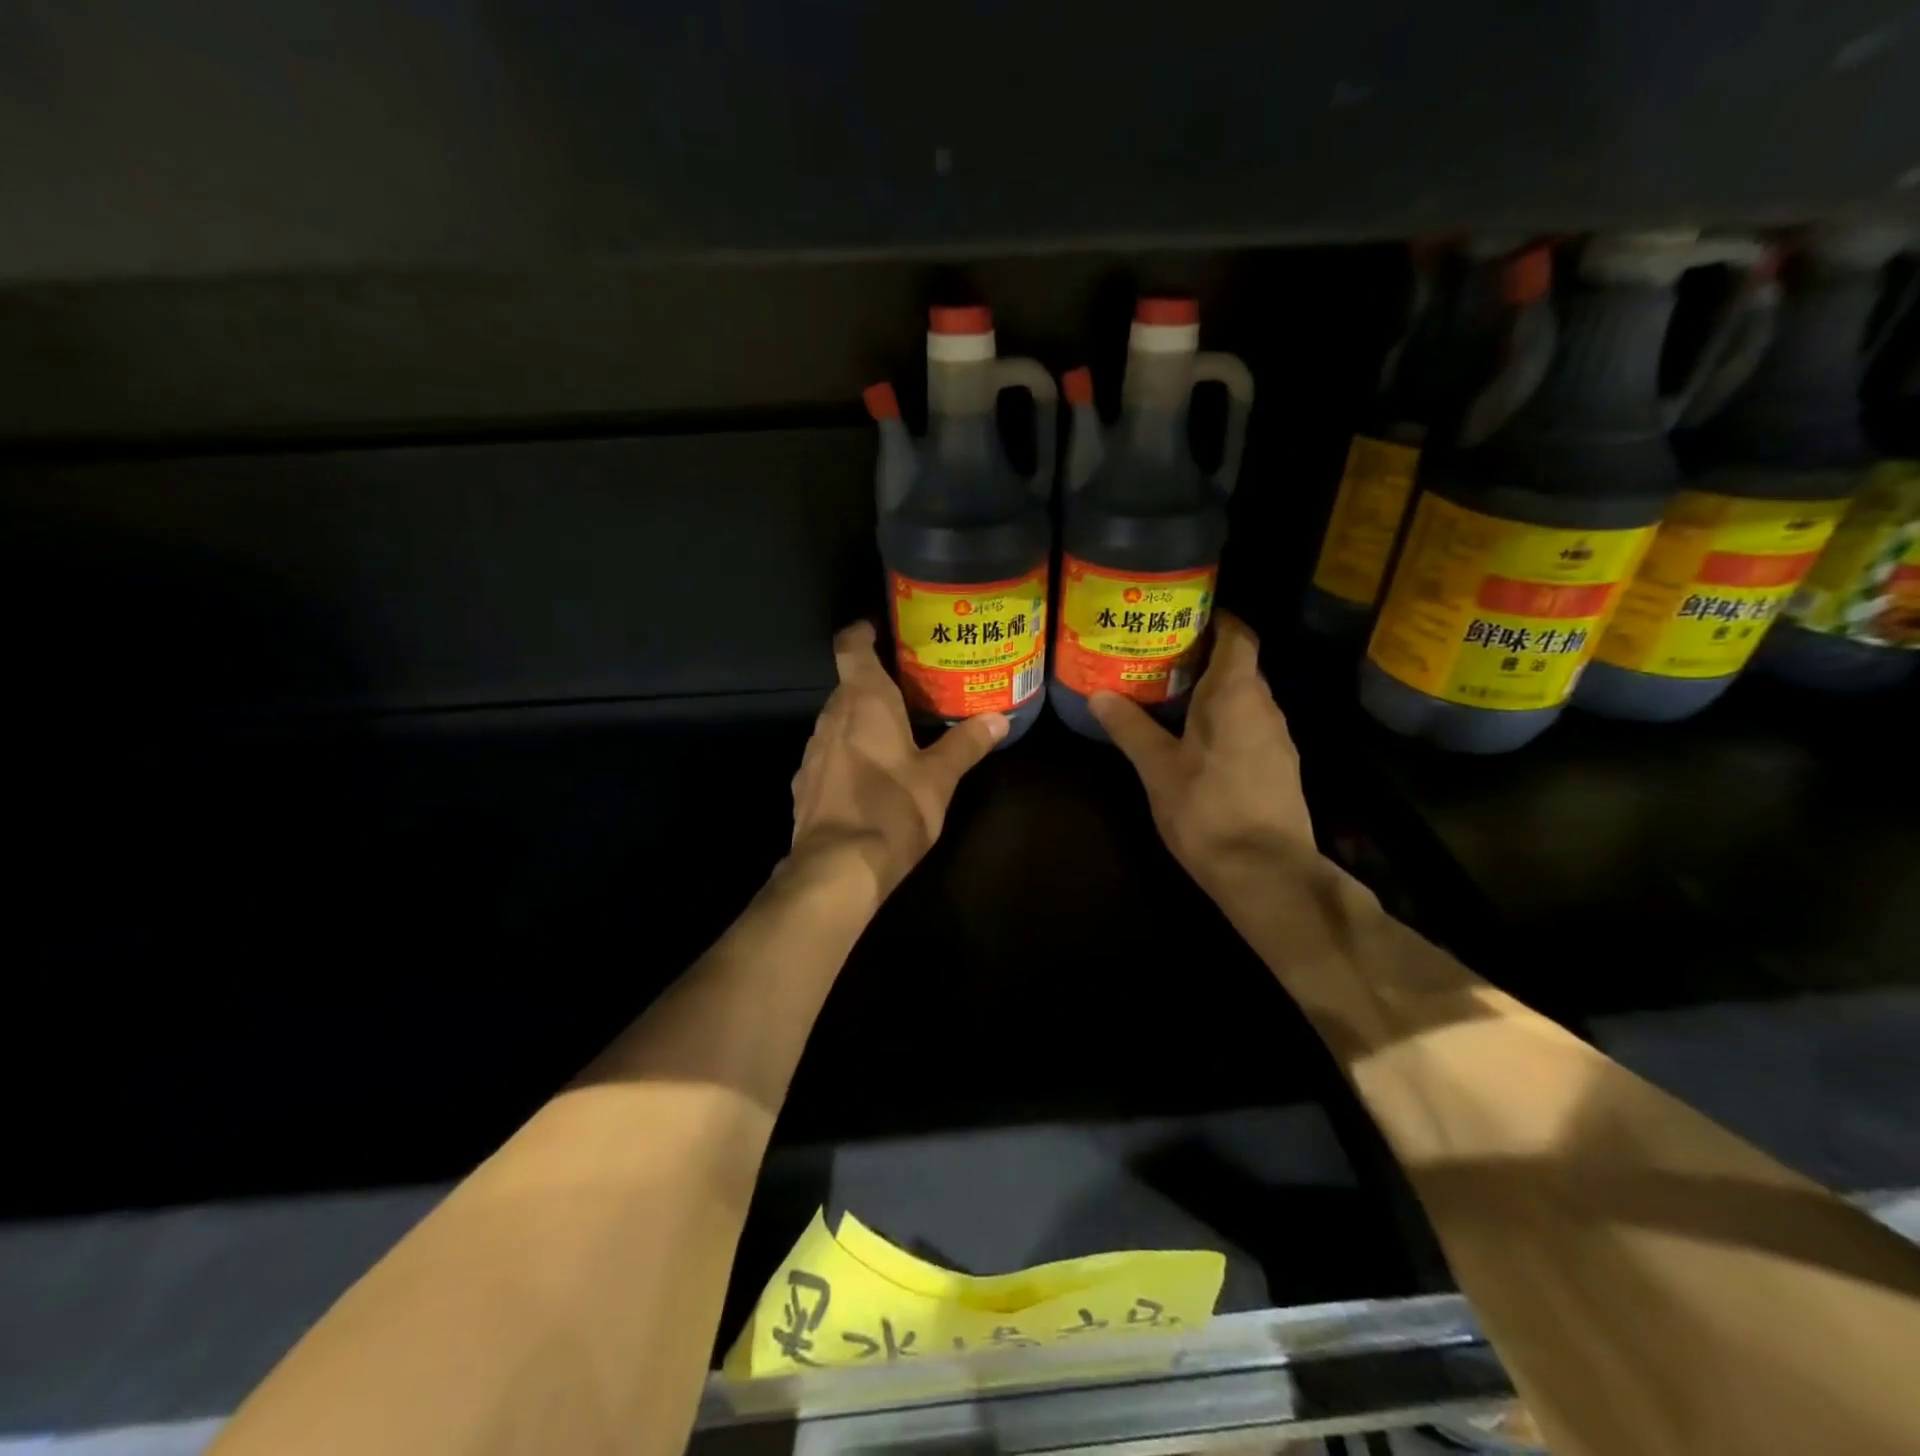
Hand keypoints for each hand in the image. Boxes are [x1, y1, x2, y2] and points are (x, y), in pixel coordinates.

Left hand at [789, 621, 1006, 899]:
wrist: (837, 869)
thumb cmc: (893, 810)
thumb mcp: (939, 778)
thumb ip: (966, 744)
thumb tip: (999, 719)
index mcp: (864, 702)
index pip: (852, 647)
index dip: (862, 632)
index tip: (880, 628)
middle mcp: (831, 716)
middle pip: (849, 685)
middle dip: (875, 683)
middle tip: (911, 688)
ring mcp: (812, 750)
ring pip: (837, 720)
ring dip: (861, 720)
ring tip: (896, 731)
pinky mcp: (805, 783)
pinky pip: (829, 752)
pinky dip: (849, 751)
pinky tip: (870, 774)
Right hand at [1089, 612, 1315, 890]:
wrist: (1266, 872)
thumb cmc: (1207, 810)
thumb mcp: (1158, 768)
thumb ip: (1130, 727)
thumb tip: (1098, 694)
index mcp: (1236, 695)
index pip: (1238, 636)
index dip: (1216, 620)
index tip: (1183, 616)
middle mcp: (1265, 707)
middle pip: (1240, 666)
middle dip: (1203, 657)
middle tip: (1158, 657)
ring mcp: (1278, 739)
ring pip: (1245, 699)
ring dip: (1212, 692)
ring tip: (1169, 696)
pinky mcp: (1280, 767)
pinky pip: (1250, 726)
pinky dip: (1225, 721)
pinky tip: (1195, 740)